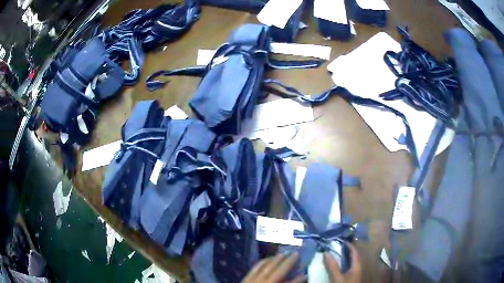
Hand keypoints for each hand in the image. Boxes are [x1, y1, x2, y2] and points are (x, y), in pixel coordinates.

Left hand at [242, 251, 304, 282]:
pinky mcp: (245, 279)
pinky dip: (263, 262)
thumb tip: (296, 282)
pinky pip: (255, 268)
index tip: (305, 274)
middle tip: (296, 253)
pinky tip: (268, 258)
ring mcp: (254, 281)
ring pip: (267, 267)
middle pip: (279, 272)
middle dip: (289, 262)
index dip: (298, 279)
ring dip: (276, 259)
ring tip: (284, 253)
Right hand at [323, 243, 361, 282]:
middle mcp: (358, 267)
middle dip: (346, 250)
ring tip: (336, 254)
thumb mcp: (337, 277)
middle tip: (337, 246)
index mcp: (357, 264)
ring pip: (351, 261)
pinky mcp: (352, 277)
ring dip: (344, 257)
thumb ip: (332, 266)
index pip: (355, 251)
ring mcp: (356, 272)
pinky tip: (338, 265)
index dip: (349, 244)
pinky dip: (343, 263)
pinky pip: (349, 267)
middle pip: (354, 256)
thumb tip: (326, 252)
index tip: (341, 240)